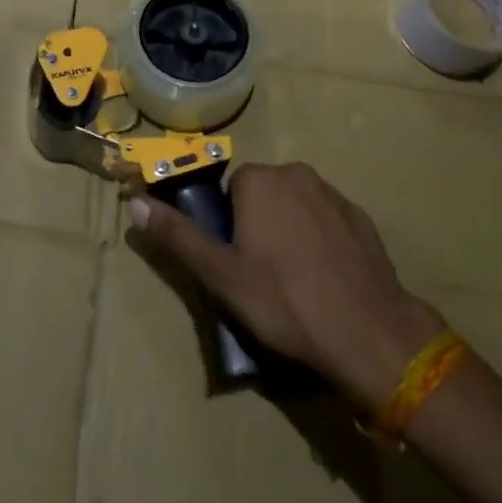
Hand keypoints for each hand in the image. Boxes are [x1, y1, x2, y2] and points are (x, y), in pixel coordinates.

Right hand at [129, 162, 447, 414]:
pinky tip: (325, 279)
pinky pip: (327, 220)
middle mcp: (295, 172)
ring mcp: (333, 192)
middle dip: (258, 225)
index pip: (231, 191)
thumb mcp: (220, 274)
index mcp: (259, 180)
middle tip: (263, 275)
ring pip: (296, 205)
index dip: (230, 228)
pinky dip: (321, 240)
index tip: (238, 263)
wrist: (367, 330)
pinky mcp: (360, 216)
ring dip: (289, 231)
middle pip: (263, 194)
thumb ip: (177, 235)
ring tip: (295, 281)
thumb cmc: (284, 301)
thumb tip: (134, 202)